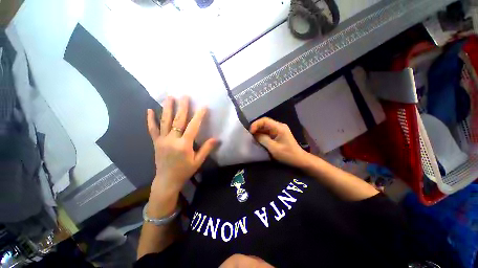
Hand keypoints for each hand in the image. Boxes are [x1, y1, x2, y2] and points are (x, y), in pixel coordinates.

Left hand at [146, 96, 216, 215]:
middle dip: (182, 107)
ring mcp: (162, 140)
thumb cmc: (185, 171)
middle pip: (178, 120)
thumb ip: (206, 149)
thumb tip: (216, 139)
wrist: (167, 181)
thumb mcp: (198, 161)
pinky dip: (150, 119)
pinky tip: (149, 110)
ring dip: (167, 108)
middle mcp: (172, 140)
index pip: (193, 127)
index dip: (198, 116)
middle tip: (185, 95)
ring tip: (169, 97)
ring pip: (165, 121)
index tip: (203, 106)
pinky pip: (152, 129)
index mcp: (184, 145)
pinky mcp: (156, 142)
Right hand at [250, 117, 308, 168]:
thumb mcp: (274, 148)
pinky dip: (262, 135)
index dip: (256, 124)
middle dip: (256, 128)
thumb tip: (255, 135)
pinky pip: (268, 132)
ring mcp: (279, 130)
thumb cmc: (287, 154)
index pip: (265, 120)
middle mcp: (279, 126)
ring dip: (258, 131)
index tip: (250, 132)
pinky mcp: (278, 134)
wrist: (299, 159)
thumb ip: (263, 139)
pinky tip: (258, 139)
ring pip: (265, 127)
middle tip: (249, 135)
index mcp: (279, 127)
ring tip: (252, 137)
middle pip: (264, 123)